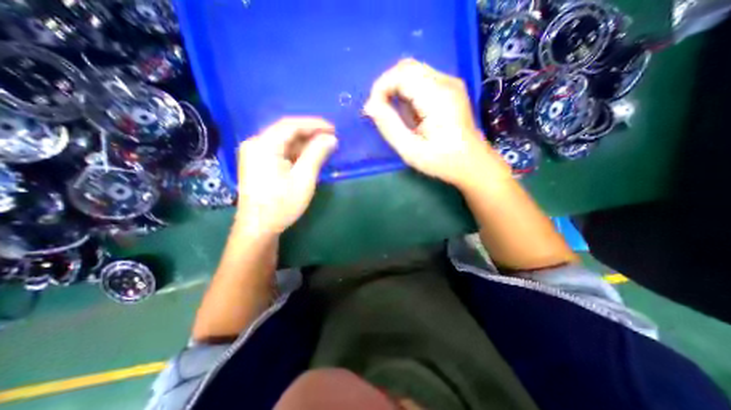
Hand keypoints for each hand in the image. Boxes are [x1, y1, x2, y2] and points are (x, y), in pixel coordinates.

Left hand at [234, 117, 336, 235]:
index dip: (314, 124)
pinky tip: (308, 157)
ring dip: (304, 143)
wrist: (258, 228)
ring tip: (324, 147)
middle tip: (331, 138)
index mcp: (264, 145)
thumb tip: (331, 138)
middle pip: (286, 131)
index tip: (333, 129)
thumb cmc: (282, 204)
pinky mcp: (258, 164)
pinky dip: (296, 152)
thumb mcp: (303, 178)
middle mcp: (256, 144)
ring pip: (284, 141)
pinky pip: (280, 151)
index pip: (291, 125)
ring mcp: (255, 154)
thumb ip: (317, 154)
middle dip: (310, 133)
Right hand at [363, 59, 509, 189]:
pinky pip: (421, 80)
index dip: (381, 87)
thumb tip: (370, 106)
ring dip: (396, 89)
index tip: (372, 110)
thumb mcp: (411, 150)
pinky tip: (408, 113)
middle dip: (386, 86)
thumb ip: (389, 126)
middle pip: (407, 67)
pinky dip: (407, 92)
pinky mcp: (449, 89)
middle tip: (379, 111)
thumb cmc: (442, 161)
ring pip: (413, 72)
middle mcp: (446, 82)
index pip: (402, 74)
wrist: (472, 163)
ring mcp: (450, 83)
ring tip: (394, 114)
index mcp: (437, 97)